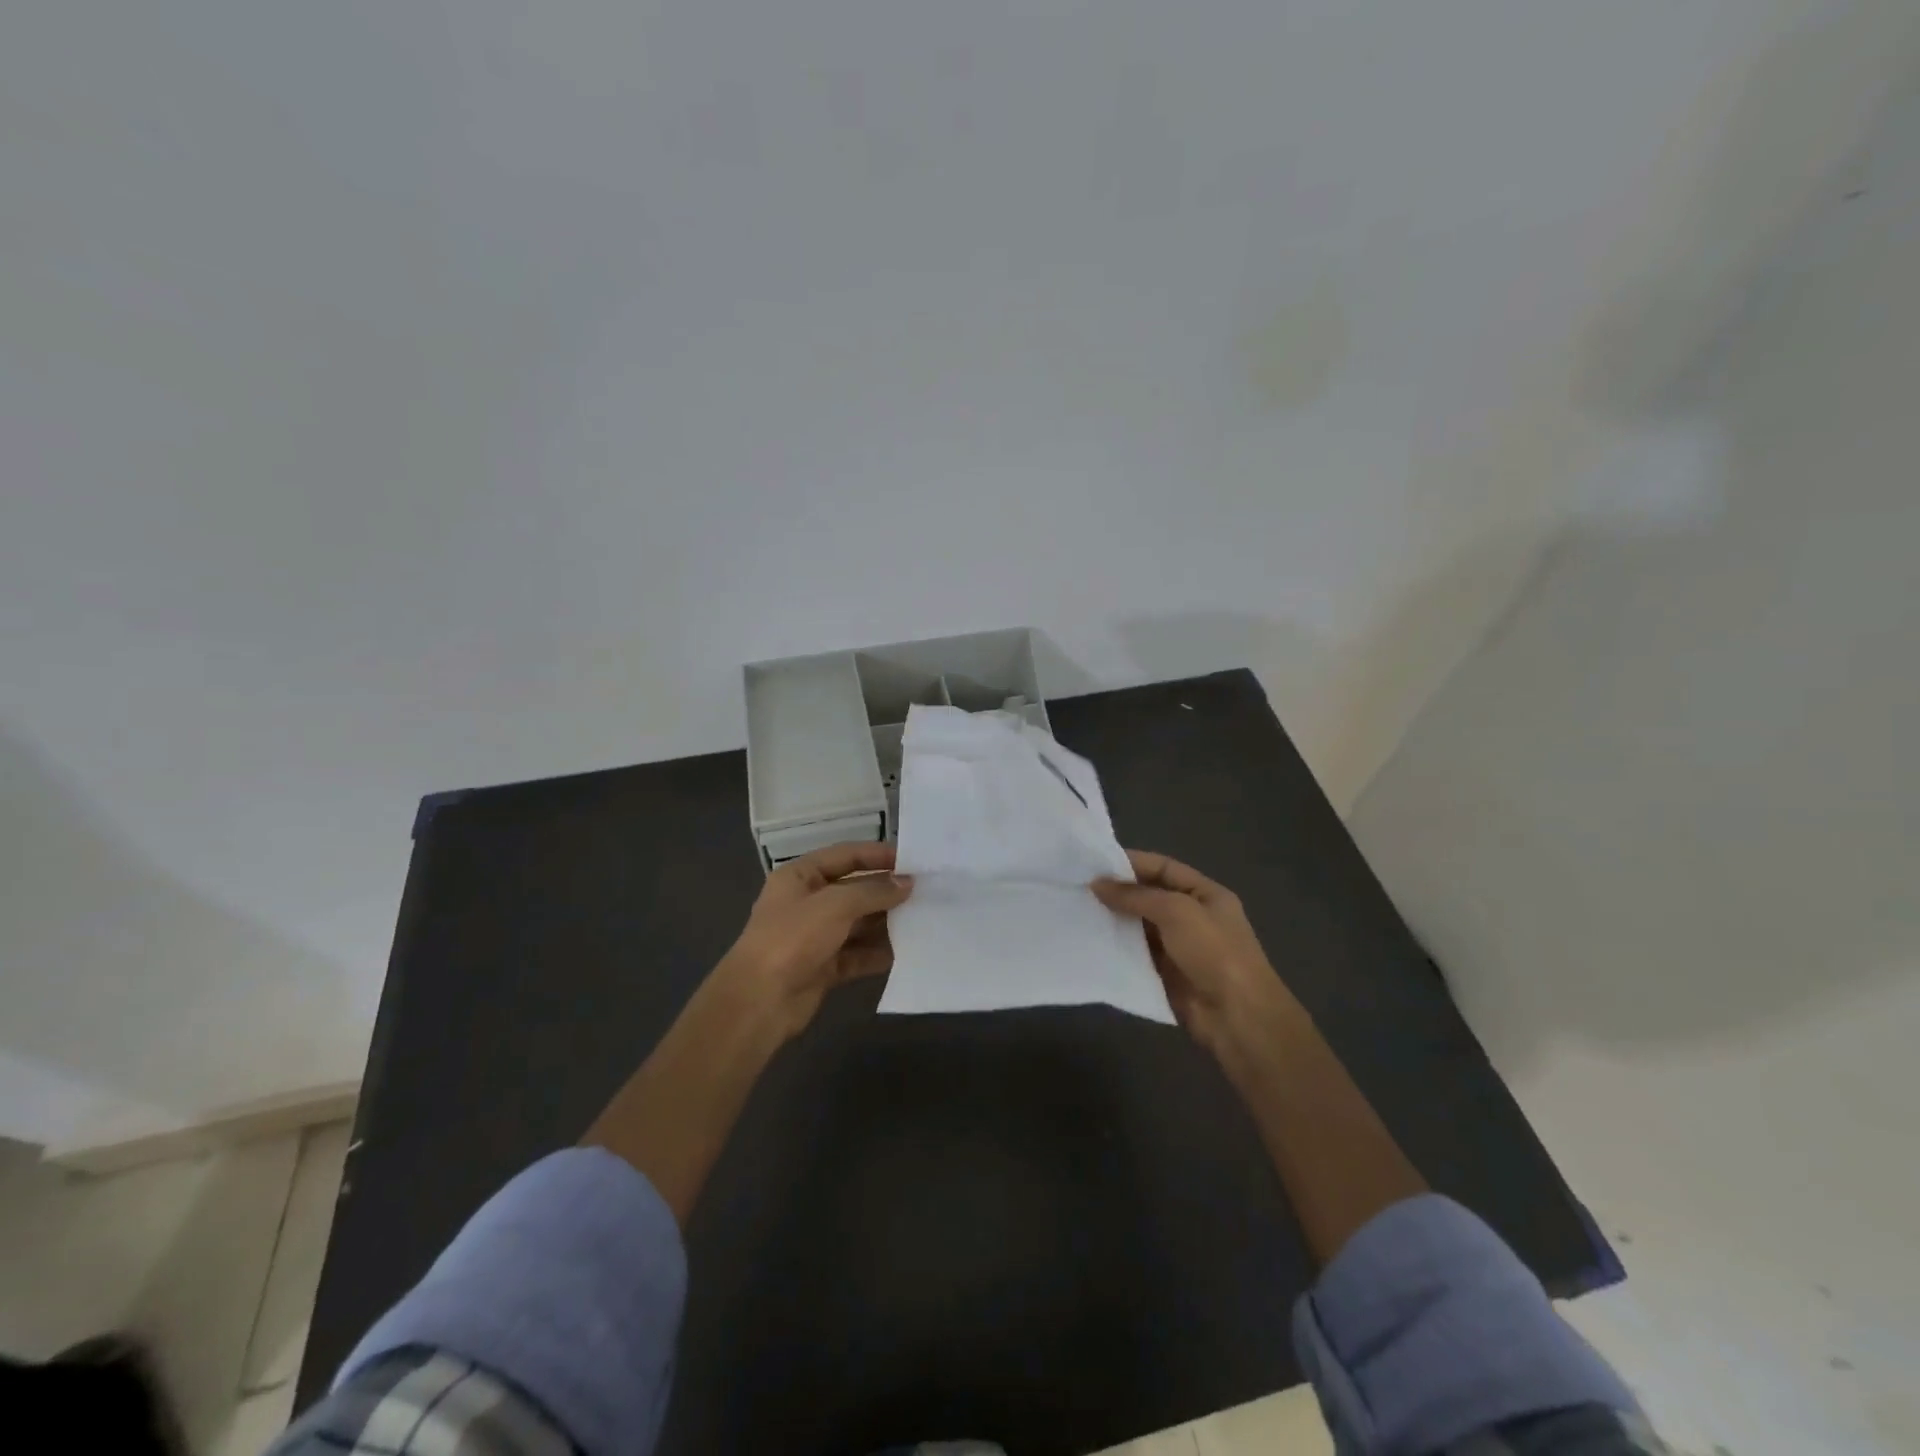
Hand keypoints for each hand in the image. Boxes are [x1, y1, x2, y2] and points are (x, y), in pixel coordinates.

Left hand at [722, 842, 913, 1038]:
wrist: (759, 1002)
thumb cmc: (793, 939)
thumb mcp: (835, 905)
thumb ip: (874, 891)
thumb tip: (908, 884)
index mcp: (800, 876)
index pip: (845, 855)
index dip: (878, 855)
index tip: (913, 861)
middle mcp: (807, 902)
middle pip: (854, 890)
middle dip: (887, 891)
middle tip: (926, 892)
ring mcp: (815, 936)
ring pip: (858, 924)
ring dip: (886, 923)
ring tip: (923, 920)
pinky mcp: (823, 967)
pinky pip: (857, 955)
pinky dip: (878, 953)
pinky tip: (906, 952)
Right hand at [1092, 849, 1293, 1057]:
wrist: (1237, 1017)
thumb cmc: (1214, 953)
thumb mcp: (1177, 912)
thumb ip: (1136, 896)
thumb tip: (1097, 884)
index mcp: (1206, 894)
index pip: (1164, 868)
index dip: (1132, 863)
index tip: (1095, 864)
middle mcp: (1193, 917)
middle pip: (1150, 896)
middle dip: (1118, 892)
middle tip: (1079, 888)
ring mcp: (1179, 947)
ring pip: (1140, 926)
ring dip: (1114, 920)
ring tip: (1078, 911)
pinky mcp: (1166, 974)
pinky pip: (1137, 954)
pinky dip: (1116, 947)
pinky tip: (1091, 942)